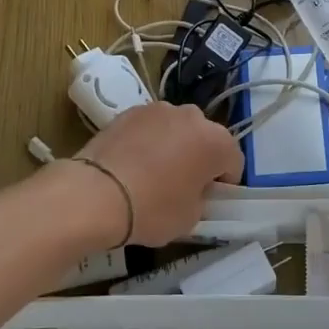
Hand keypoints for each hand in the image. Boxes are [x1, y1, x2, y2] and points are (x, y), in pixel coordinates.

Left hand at [71, 102, 243, 245]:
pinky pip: (149, 128)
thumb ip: (201, 198)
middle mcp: (192, 116)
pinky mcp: (129, 111)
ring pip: (177, 129)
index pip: (234, 161)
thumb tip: (193, 189)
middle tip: (183, 185)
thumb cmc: (152, 209)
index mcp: (216, 141)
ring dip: (174, 145)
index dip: (224, 183)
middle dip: (200, 158)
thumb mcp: (190, 218)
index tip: (209, 199)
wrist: (95, 194)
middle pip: (205, 138)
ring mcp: (158, 109)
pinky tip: (133, 164)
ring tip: (154, 172)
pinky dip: (147, 141)